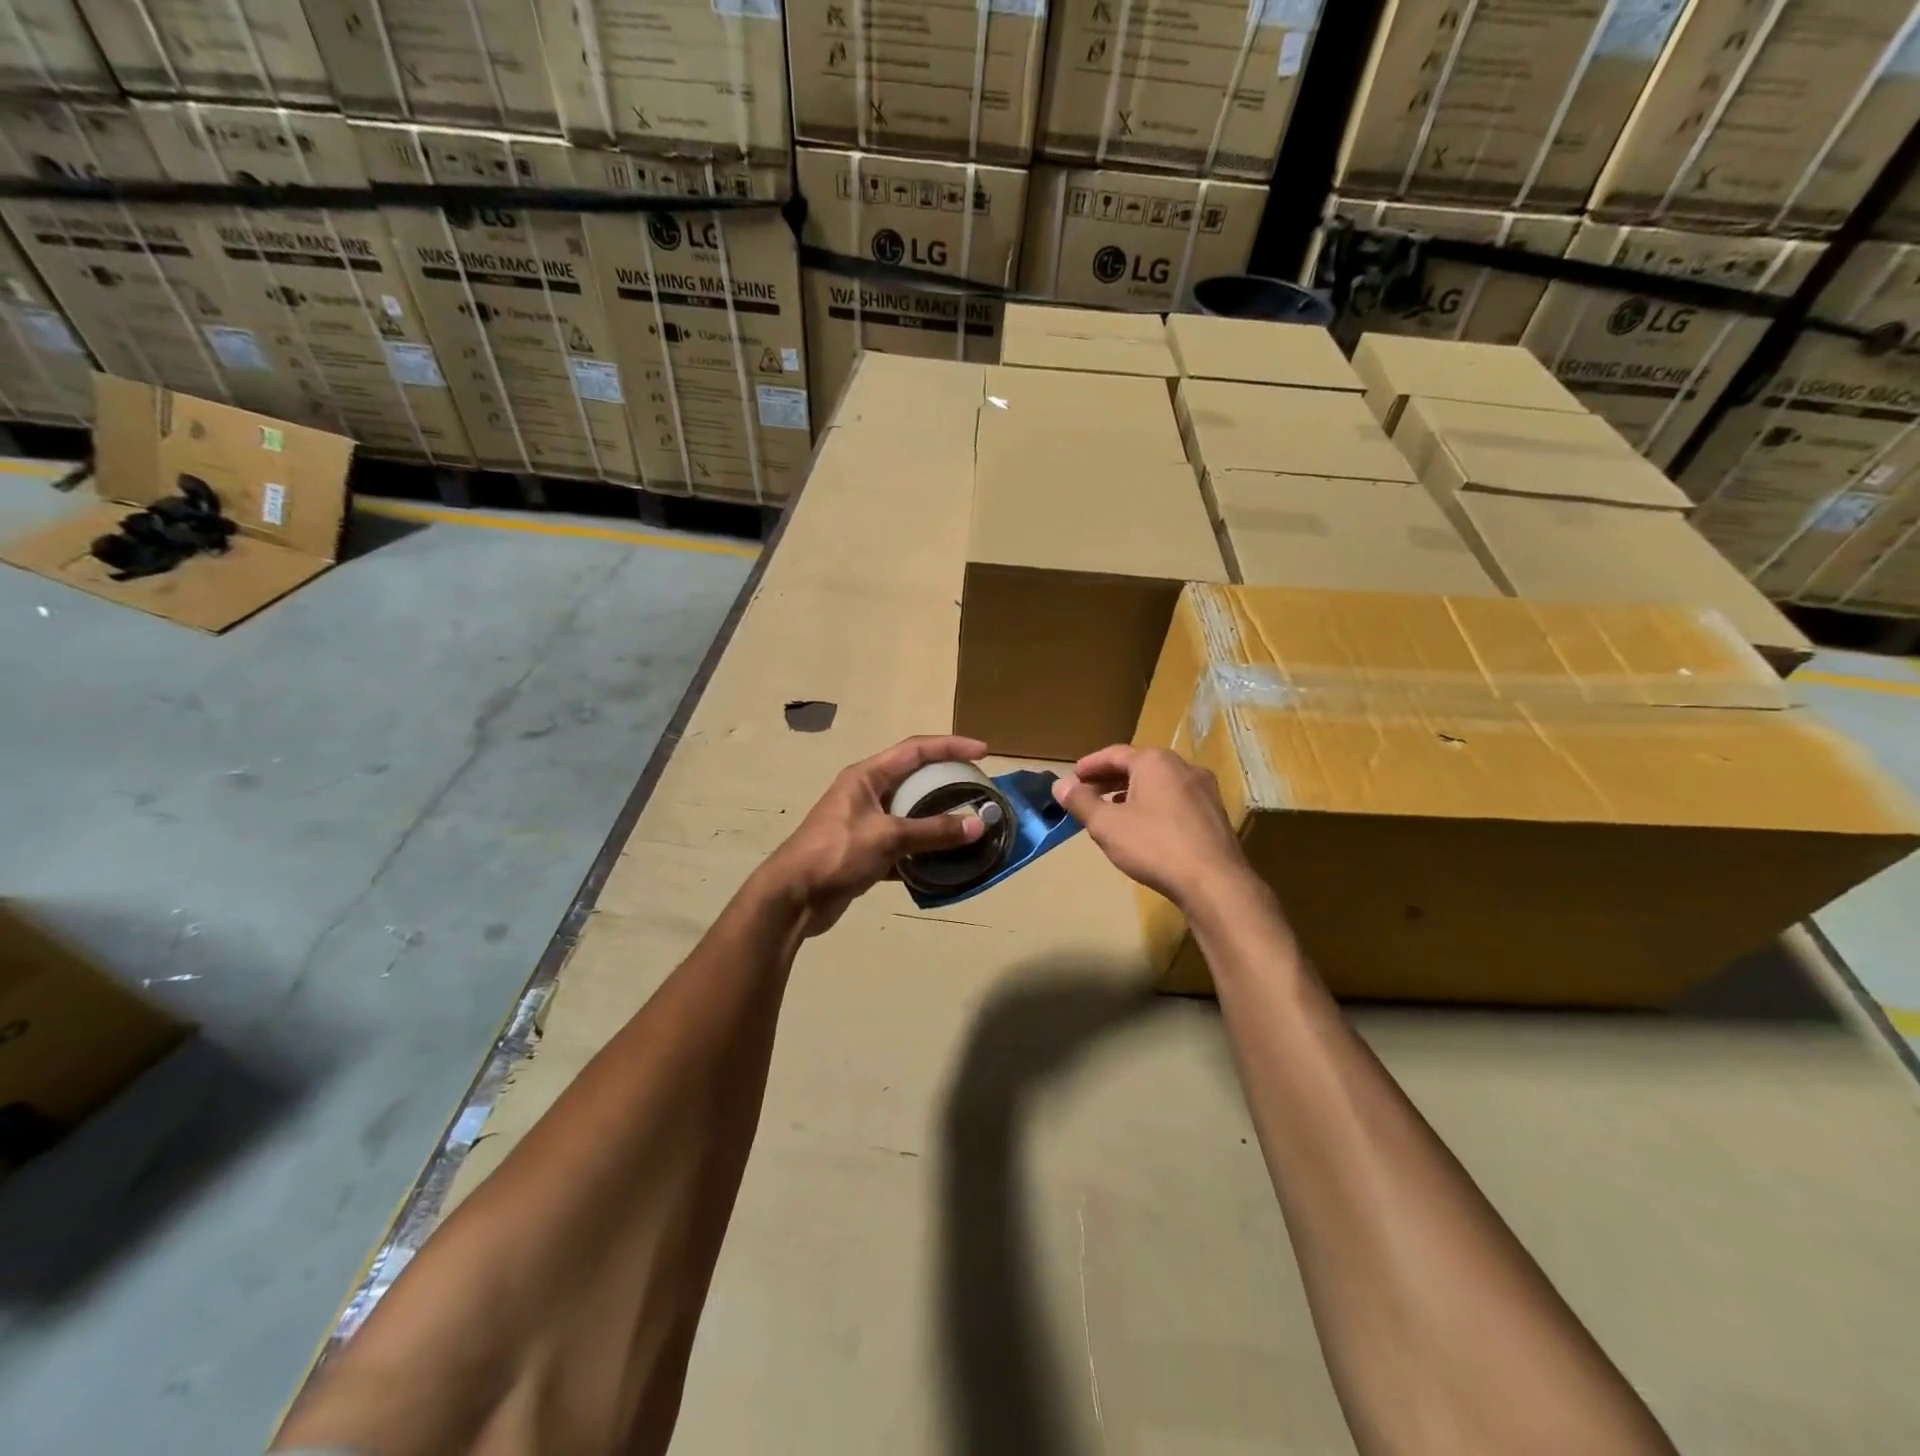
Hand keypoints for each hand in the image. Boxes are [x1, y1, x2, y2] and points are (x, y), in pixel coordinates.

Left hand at [758, 735, 990, 935]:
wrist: (793, 898)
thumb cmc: (836, 854)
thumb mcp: (887, 837)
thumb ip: (933, 831)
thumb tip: (978, 825)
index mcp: (867, 776)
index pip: (915, 749)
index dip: (950, 746)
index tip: (983, 752)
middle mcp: (867, 794)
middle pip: (915, 780)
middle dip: (948, 784)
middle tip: (980, 793)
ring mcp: (865, 824)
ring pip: (911, 815)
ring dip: (939, 822)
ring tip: (970, 828)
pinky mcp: (866, 853)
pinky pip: (904, 845)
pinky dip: (925, 852)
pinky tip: (947, 863)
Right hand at [1052, 745, 1258, 910]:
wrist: (1214, 882)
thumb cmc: (1154, 846)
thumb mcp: (1106, 825)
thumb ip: (1081, 801)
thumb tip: (1060, 784)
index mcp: (1155, 761)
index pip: (1114, 754)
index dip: (1090, 765)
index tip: (1073, 777)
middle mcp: (1183, 767)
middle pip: (1139, 766)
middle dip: (1111, 778)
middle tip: (1088, 793)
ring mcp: (1204, 790)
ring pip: (1160, 783)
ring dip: (1133, 792)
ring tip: (1113, 810)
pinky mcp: (1215, 814)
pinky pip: (1176, 800)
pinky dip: (1154, 805)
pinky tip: (1145, 827)